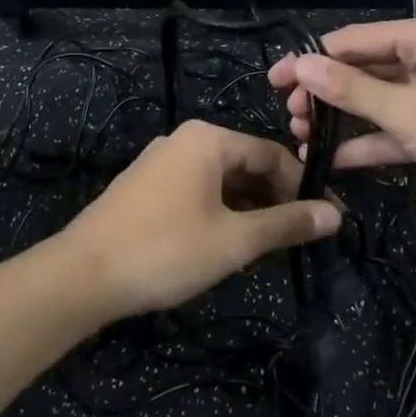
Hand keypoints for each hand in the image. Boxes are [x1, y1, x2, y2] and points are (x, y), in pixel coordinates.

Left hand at [56, 121, 340, 317]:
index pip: (272, 154)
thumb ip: (286, 224)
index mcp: (208, 140)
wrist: (81, 276)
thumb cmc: (166, 250)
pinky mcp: (144, 189)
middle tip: (301, 237)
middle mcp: (183, 141)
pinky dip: (220, 213)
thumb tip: (334, 215)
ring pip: (221, 182)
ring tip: (271, 247)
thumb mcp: (234, 240)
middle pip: (246, 165)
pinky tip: (230, 244)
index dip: (303, 187)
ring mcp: (160, 164)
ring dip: (249, 210)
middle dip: (276, 199)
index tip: (327, 219)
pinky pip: (196, 193)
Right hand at [269, 15, 415, 240]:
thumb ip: (351, 88)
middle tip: (290, 118)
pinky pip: (395, 130)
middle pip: (364, 69)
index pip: (355, 39)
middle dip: (326, 93)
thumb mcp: (408, 111)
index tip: (274, 82)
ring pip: (377, 102)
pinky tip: (332, 161)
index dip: (311, 60)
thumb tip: (300, 64)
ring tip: (302, 139)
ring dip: (342, 120)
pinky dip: (368, 143)